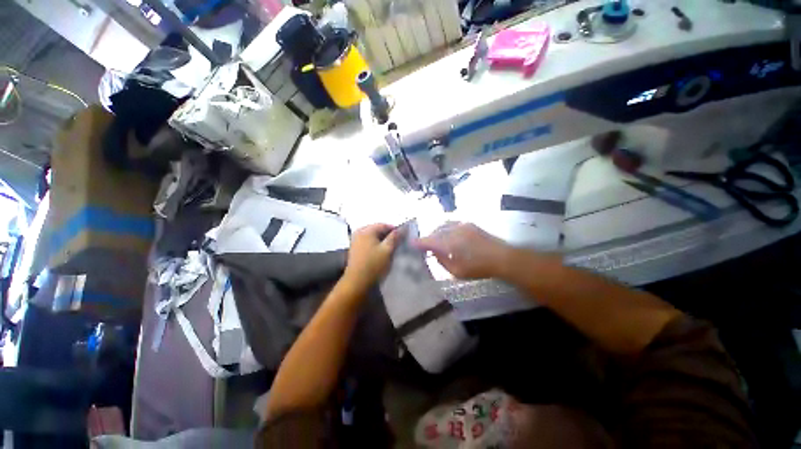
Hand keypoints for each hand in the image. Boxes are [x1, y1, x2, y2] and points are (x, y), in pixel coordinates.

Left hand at [343, 223, 402, 292]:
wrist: (357, 282)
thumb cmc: (373, 264)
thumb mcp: (387, 250)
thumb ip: (394, 237)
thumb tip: (402, 228)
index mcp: (366, 230)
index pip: (384, 225)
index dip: (395, 229)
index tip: (403, 237)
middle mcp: (359, 232)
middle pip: (377, 230)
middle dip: (388, 235)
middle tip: (398, 243)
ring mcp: (355, 241)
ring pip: (373, 237)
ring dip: (382, 241)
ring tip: (391, 248)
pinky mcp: (355, 249)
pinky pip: (368, 242)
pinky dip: (375, 245)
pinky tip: (381, 253)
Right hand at [413, 222, 510, 278]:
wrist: (502, 257)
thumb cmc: (479, 267)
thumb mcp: (457, 271)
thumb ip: (442, 261)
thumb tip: (434, 253)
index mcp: (450, 243)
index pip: (429, 241)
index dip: (419, 242)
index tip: (411, 243)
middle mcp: (454, 231)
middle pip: (435, 232)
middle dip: (429, 238)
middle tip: (426, 246)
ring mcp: (462, 225)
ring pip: (443, 226)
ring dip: (437, 233)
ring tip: (437, 241)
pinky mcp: (469, 224)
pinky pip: (452, 224)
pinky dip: (446, 229)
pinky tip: (448, 236)